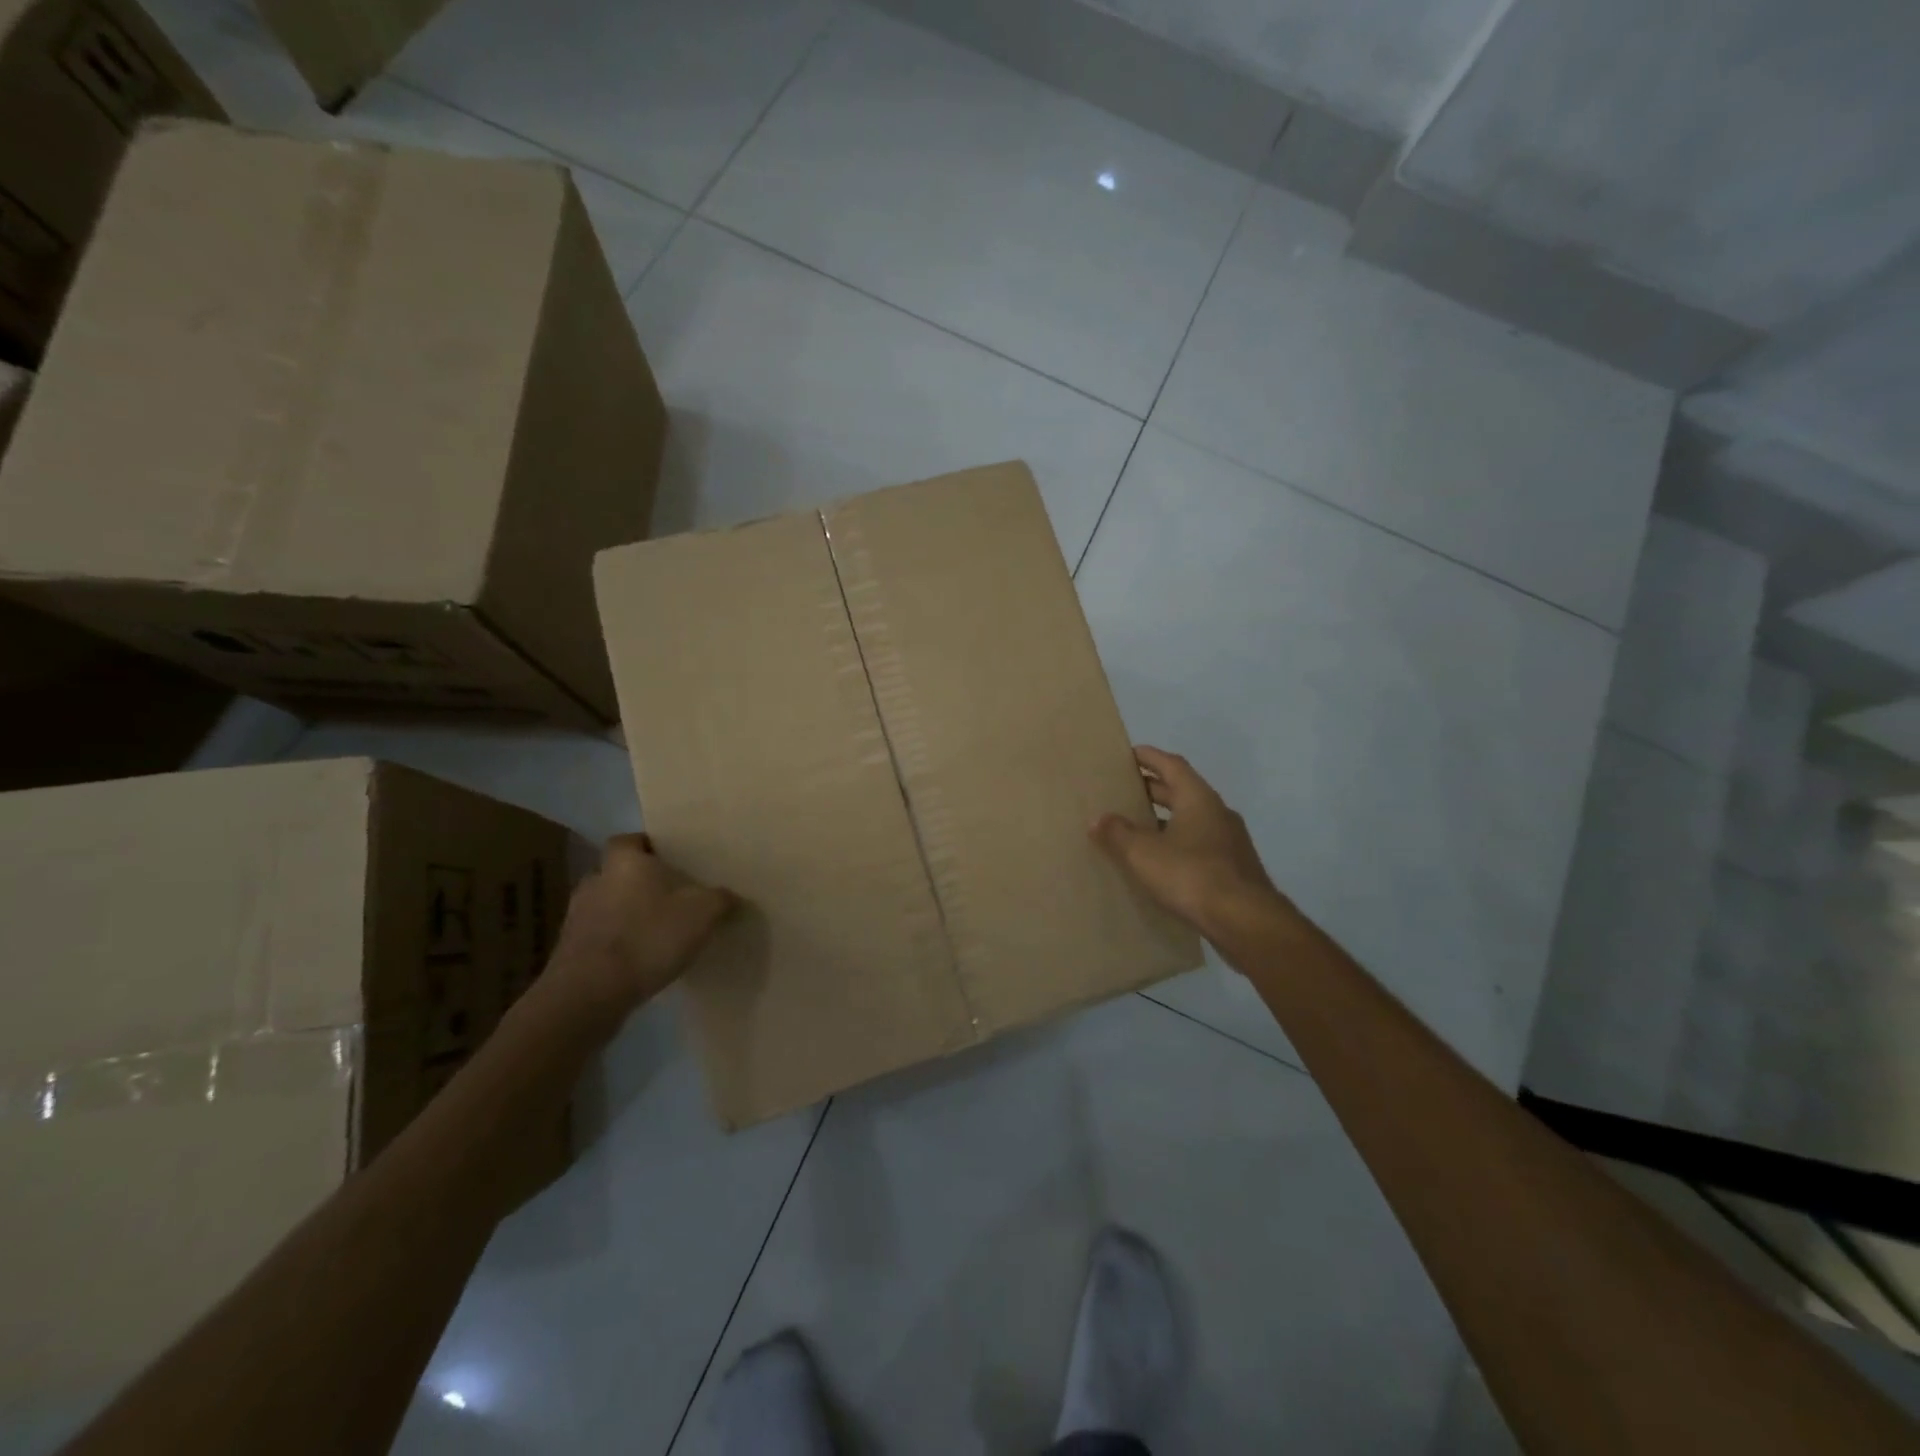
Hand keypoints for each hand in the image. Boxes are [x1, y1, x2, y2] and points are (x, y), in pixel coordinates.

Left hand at [548, 834, 734, 1018]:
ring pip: (606, 906)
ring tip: (654, 931)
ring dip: (625, 915)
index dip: (647, 847)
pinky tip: (638, 960)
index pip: (629, 841)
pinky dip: (616, 943)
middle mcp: (594, 881)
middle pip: (617, 873)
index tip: (668, 860)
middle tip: (668, 896)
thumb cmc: (649, 936)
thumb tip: (728, 896)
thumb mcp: (703, 913)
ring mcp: (576, 917)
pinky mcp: (569, 952)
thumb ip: (719, 899)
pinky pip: (598, 938)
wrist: (591, 992)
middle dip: (639, 883)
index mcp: (624, 862)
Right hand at [1090, 746, 1288, 940]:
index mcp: (1199, 799)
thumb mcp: (1143, 853)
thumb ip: (1118, 833)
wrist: (1245, 921)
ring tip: (1137, 828)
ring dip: (1165, 820)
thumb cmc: (1191, 875)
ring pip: (1192, 820)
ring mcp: (1230, 842)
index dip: (1150, 757)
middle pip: (1182, 792)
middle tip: (1124, 791)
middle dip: (1154, 789)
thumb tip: (1098, 819)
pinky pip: (1199, 845)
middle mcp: (1218, 813)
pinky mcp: (1234, 869)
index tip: (1129, 754)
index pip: (1172, 765)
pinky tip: (1160, 862)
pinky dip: (1177, 844)